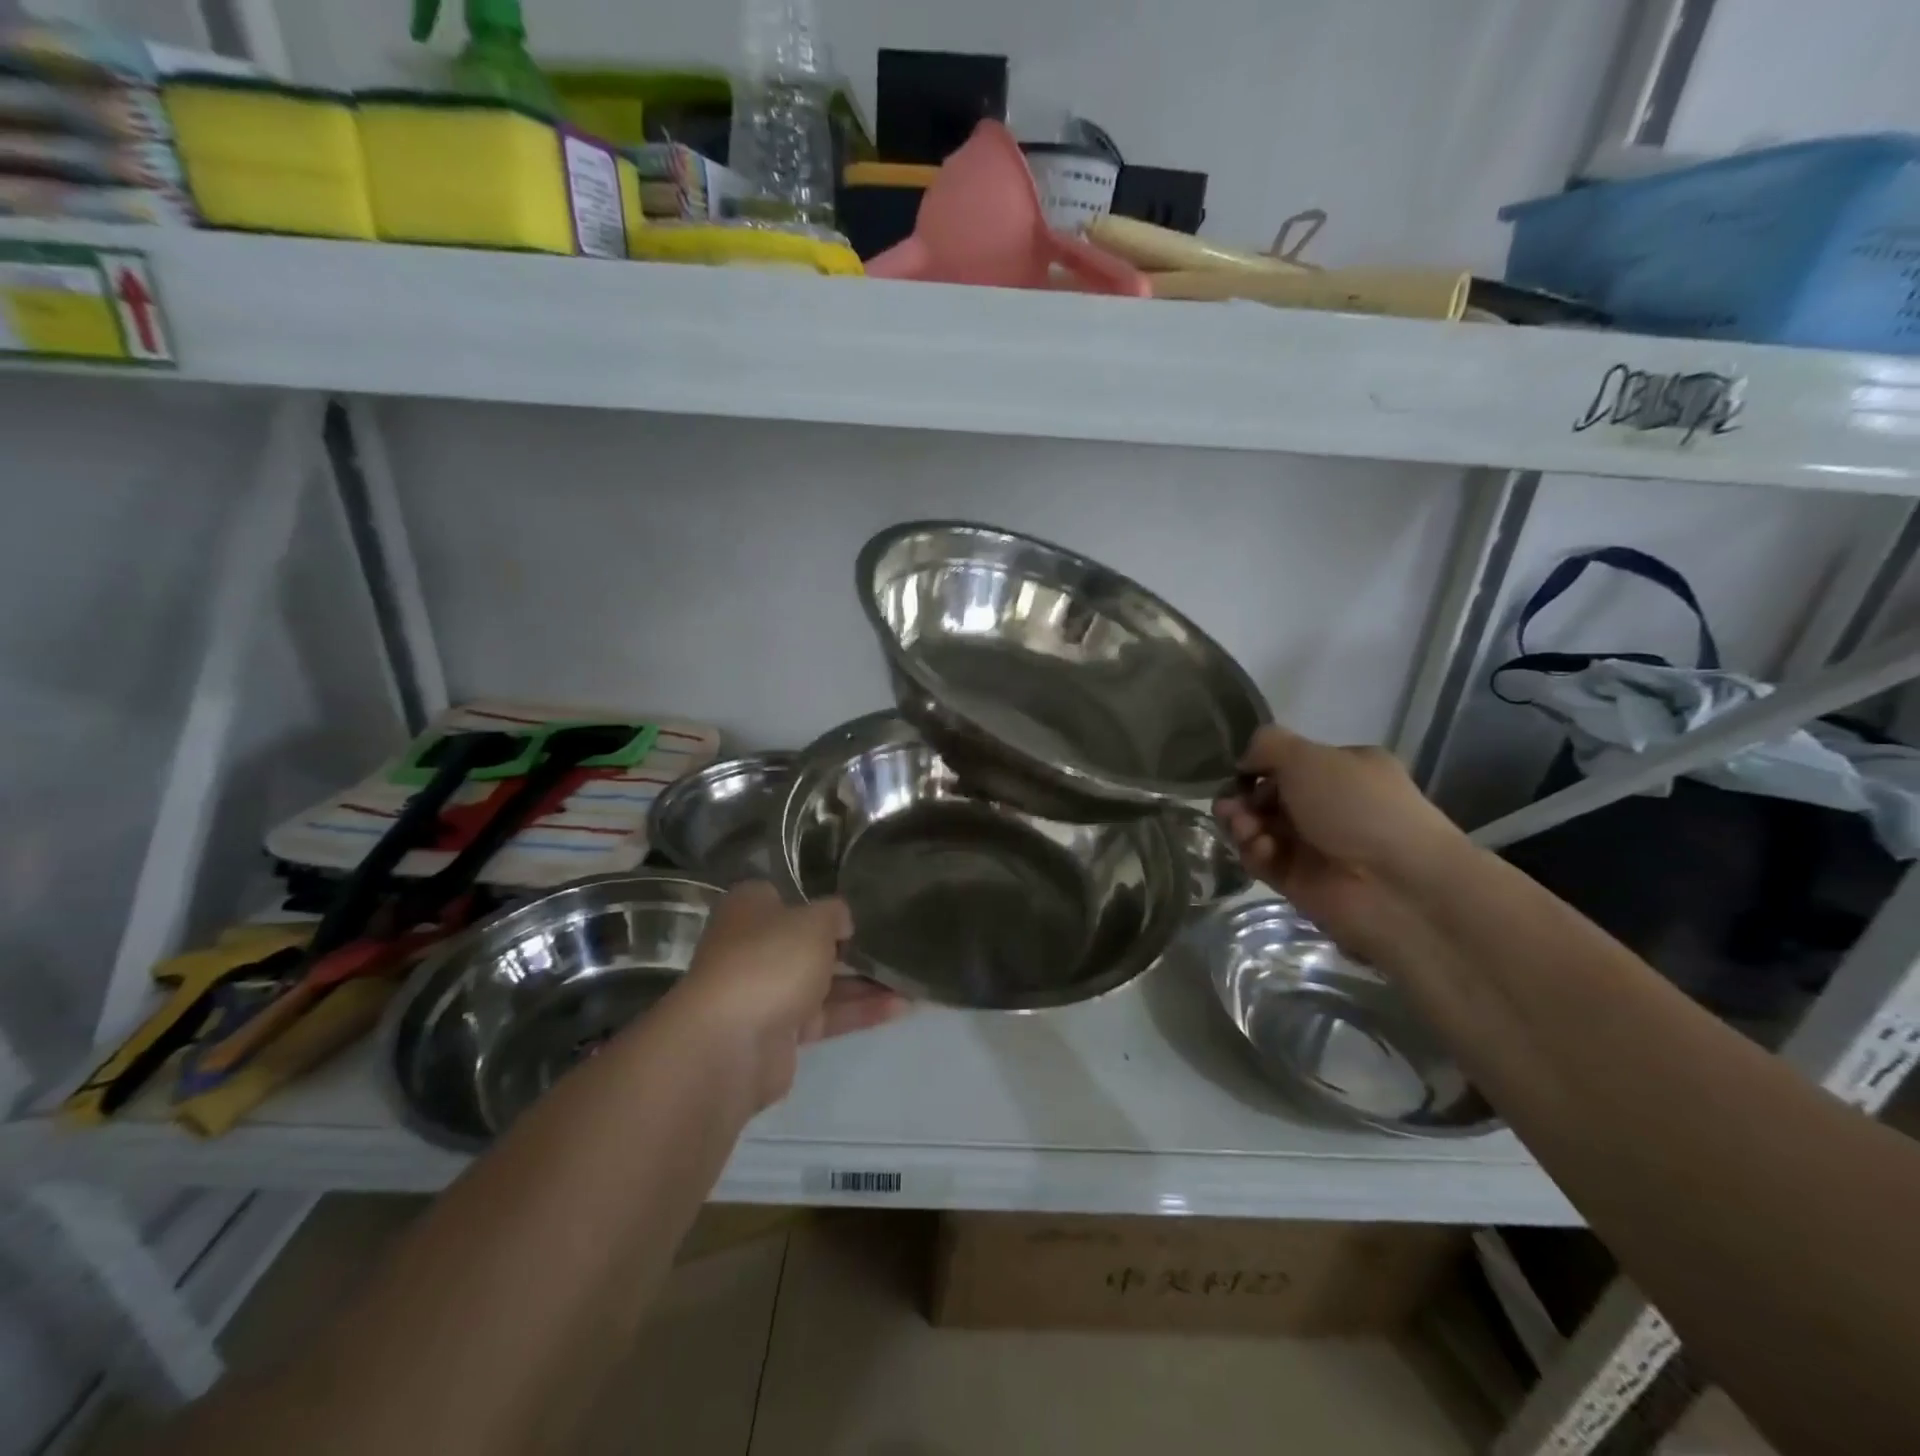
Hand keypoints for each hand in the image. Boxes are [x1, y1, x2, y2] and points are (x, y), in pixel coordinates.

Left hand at [666, 882, 907, 1109]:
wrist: (731, 1043)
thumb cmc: (771, 960)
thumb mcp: (814, 920)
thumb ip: (835, 913)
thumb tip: (841, 922)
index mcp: (750, 908)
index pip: (787, 896)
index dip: (820, 901)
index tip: (858, 907)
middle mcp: (753, 946)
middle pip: (807, 942)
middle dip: (848, 945)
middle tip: (892, 942)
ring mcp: (765, 991)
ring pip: (821, 981)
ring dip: (863, 982)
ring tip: (910, 978)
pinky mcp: (780, 1032)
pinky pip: (826, 1015)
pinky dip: (859, 1011)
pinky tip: (901, 1007)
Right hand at [1214, 726, 1466, 960]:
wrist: (1397, 885)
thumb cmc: (1358, 807)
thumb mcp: (1309, 756)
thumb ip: (1267, 745)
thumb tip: (1243, 761)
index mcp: (1341, 770)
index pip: (1287, 763)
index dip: (1257, 766)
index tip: (1238, 772)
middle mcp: (1328, 806)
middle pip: (1266, 797)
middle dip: (1243, 799)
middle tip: (1230, 807)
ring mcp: (1313, 845)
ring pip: (1259, 828)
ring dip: (1242, 824)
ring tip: (1243, 828)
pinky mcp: (1298, 880)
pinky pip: (1263, 860)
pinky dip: (1255, 852)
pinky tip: (1261, 849)